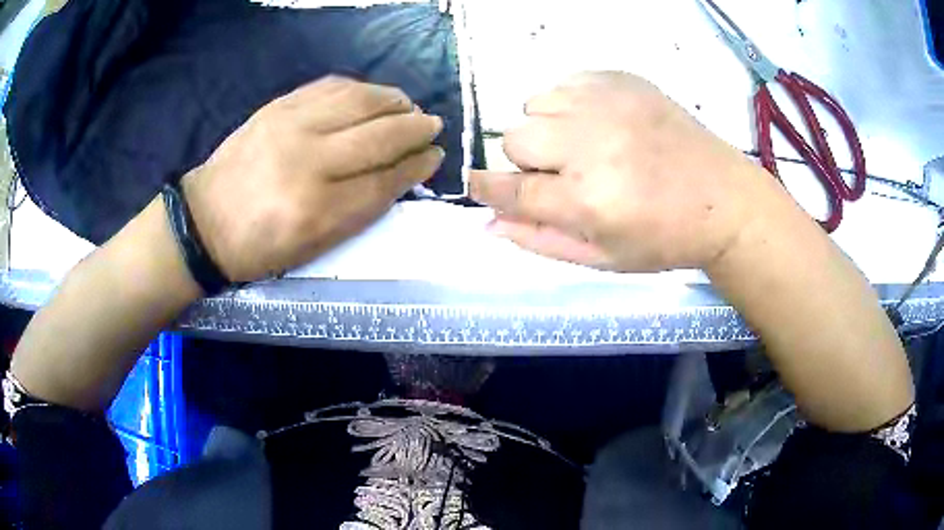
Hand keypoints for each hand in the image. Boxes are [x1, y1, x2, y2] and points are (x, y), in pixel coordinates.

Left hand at [182, 76, 443, 281]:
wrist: (205, 222)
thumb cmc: (259, 247)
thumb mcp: (313, 246)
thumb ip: (359, 211)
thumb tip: (399, 174)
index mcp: (318, 210)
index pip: (384, 180)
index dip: (416, 166)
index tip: (435, 156)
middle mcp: (308, 162)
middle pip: (379, 136)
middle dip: (415, 129)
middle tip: (432, 125)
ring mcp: (291, 127)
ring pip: (359, 102)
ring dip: (393, 101)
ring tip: (409, 106)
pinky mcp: (278, 107)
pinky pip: (330, 87)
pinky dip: (360, 88)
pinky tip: (372, 95)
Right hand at [470, 71, 774, 272]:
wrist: (723, 199)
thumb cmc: (665, 238)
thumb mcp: (603, 258)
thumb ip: (541, 241)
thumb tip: (489, 222)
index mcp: (587, 200)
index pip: (510, 190)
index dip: (486, 188)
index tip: (479, 186)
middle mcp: (591, 144)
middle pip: (516, 139)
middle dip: (527, 161)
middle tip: (561, 173)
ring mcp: (607, 104)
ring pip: (535, 105)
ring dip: (547, 128)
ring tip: (582, 144)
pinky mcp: (621, 81)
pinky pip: (564, 83)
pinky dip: (568, 104)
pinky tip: (598, 122)